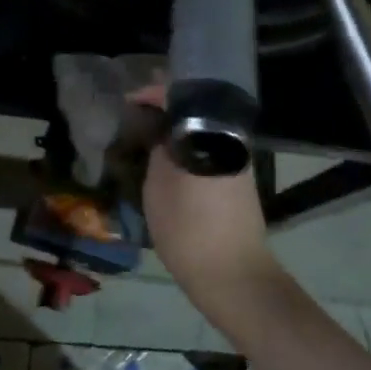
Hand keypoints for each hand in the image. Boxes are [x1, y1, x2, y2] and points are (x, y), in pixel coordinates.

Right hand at [130, 85, 283, 330]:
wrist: (233, 276)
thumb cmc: (189, 229)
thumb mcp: (159, 185)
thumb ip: (159, 148)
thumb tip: (159, 127)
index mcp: (211, 133)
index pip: (181, 95)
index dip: (153, 93)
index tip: (130, 100)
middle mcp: (230, 139)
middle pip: (197, 109)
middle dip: (166, 108)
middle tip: (137, 114)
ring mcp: (238, 160)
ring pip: (204, 130)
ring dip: (177, 128)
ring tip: (147, 134)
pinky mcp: (240, 180)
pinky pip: (209, 149)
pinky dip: (189, 146)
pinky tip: (168, 158)